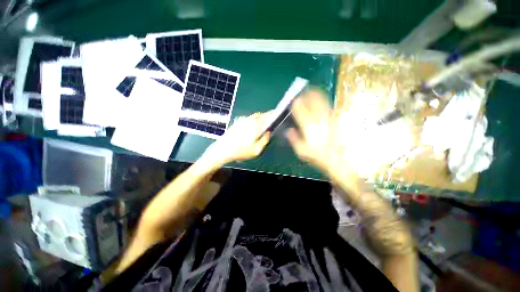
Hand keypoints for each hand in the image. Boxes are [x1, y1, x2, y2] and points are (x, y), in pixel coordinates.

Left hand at [203, 113, 270, 165]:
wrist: (224, 149)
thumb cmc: (241, 152)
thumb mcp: (256, 150)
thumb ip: (264, 140)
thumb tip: (268, 133)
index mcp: (256, 127)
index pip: (266, 117)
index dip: (272, 114)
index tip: (276, 113)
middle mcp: (249, 121)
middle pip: (260, 114)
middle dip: (266, 116)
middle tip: (269, 120)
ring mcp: (242, 120)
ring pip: (254, 116)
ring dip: (259, 117)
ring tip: (261, 123)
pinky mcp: (237, 122)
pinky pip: (248, 118)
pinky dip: (252, 119)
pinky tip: (251, 126)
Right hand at [285, 90, 353, 175]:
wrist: (340, 159)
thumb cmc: (319, 156)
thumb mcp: (302, 151)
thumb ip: (294, 139)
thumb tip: (288, 131)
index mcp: (308, 125)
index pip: (300, 108)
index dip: (296, 103)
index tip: (294, 101)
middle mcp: (319, 117)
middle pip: (312, 99)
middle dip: (306, 94)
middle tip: (303, 92)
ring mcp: (329, 116)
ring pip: (322, 100)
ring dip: (315, 94)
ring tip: (311, 92)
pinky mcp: (336, 118)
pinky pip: (328, 106)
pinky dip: (323, 101)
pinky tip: (321, 103)